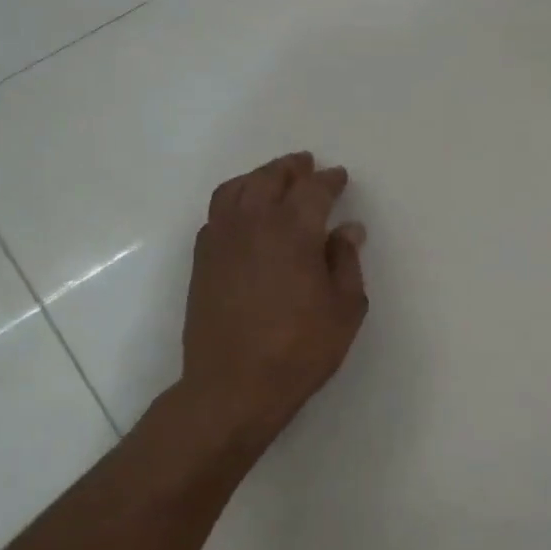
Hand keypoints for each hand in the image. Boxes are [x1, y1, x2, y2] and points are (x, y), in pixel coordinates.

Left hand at [181, 152, 368, 445]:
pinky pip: (217, 213)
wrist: (233, 385)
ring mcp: (221, 239)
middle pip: (270, 178)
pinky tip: (244, 214)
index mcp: (293, 230)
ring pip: (236, 189)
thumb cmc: (300, 349)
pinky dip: (235, 201)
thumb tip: (348, 229)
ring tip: (272, 180)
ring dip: (258, 177)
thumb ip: (346, 262)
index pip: (313, 190)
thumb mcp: (345, 309)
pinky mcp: (202, 260)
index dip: (328, 180)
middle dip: (291, 168)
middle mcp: (253, 223)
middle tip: (305, 164)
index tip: (339, 177)